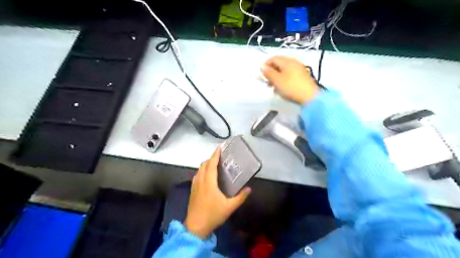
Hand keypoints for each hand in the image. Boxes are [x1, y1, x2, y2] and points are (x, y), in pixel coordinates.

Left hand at [184, 146, 251, 238]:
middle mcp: (201, 180)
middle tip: (221, 156)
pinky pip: (197, 175)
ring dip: (206, 164)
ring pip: (199, 169)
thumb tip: (249, 189)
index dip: (216, 154)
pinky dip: (202, 171)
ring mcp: (195, 185)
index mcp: (209, 182)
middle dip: (211, 158)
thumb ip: (240, 197)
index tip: (220, 147)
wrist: (195, 227)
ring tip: (215, 164)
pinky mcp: (192, 189)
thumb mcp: (229, 207)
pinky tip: (207, 176)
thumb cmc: (213, 215)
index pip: (211, 163)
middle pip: (204, 164)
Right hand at [262, 56, 320, 103]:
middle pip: (279, 64)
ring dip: (277, 77)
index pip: (273, 58)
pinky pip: (290, 75)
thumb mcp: (276, 80)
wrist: (310, 96)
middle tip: (267, 81)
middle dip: (271, 72)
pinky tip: (282, 88)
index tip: (261, 75)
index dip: (265, 65)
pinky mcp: (302, 76)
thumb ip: (268, 73)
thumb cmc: (290, 87)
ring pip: (284, 70)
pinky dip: (284, 79)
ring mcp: (299, 69)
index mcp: (287, 61)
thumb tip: (262, 66)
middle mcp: (293, 62)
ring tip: (273, 87)